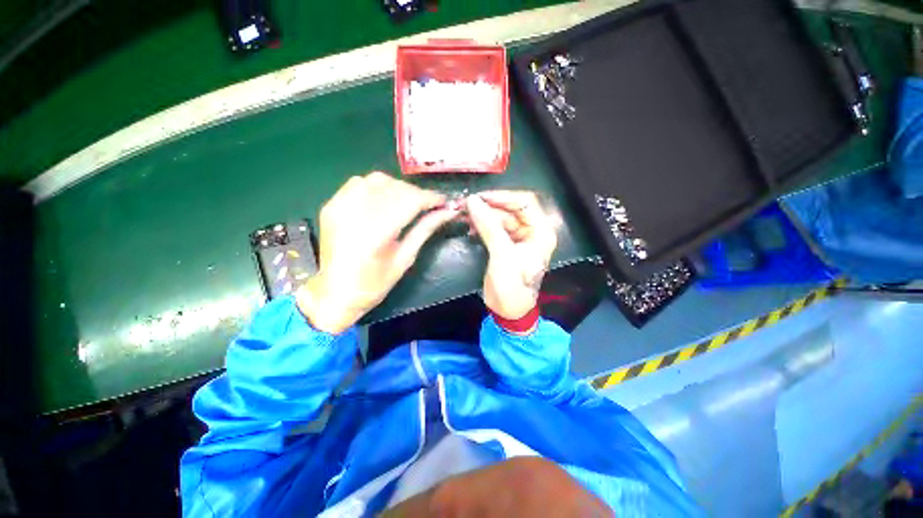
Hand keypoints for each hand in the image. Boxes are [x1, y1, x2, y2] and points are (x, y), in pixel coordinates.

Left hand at [297, 172, 457, 333]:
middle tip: (429, 205)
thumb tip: (447, 212)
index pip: (409, 201)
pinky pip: (359, 182)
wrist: (335, 293)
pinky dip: (377, 186)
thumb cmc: (374, 284)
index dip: (430, 198)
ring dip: (399, 188)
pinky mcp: (332, 205)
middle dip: (417, 193)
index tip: (444, 202)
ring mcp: (339, 207)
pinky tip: (385, 200)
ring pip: (378, 180)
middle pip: (395, 188)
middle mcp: (355, 215)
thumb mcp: (405, 259)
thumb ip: (425, 230)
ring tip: (408, 202)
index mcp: (375, 235)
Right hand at [466, 191, 557, 319]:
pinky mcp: (505, 245)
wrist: (508, 311)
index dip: (503, 197)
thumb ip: (489, 227)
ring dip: (482, 216)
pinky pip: (494, 229)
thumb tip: (473, 201)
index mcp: (541, 231)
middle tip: (466, 205)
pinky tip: (469, 227)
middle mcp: (532, 231)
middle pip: (510, 209)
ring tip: (464, 214)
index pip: (525, 203)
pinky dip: (481, 226)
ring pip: (500, 218)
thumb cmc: (512, 286)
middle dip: (489, 206)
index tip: (480, 198)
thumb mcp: (502, 255)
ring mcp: (518, 238)